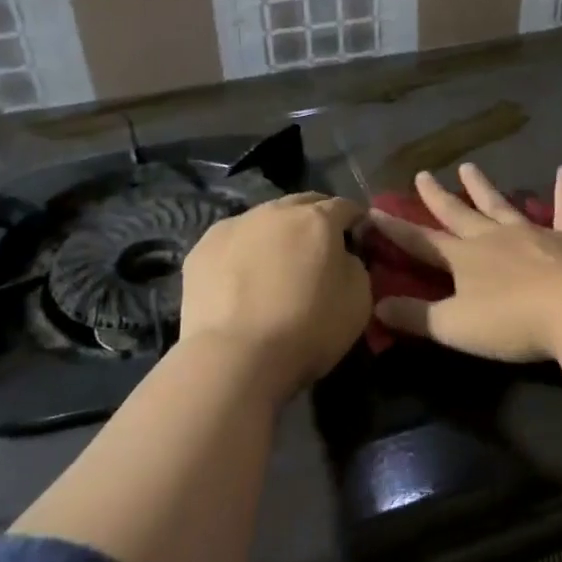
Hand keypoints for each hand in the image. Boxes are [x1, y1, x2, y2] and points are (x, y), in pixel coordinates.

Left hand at [180, 193, 370, 388]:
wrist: (235, 358)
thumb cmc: (308, 329)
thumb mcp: (359, 300)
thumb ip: (355, 265)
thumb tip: (342, 256)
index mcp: (317, 219)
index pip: (345, 206)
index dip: (355, 220)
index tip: (358, 238)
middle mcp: (275, 211)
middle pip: (302, 204)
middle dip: (315, 218)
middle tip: (319, 248)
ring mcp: (234, 226)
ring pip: (264, 220)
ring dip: (277, 233)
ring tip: (276, 264)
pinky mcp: (202, 249)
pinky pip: (233, 242)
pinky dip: (243, 252)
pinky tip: (242, 280)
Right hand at [369, 163, 561, 363]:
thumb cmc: (511, 321)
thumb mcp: (454, 326)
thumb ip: (415, 316)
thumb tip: (376, 306)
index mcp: (463, 259)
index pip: (421, 242)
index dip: (396, 230)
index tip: (374, 211)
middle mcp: (492, 238)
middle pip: (459, 214)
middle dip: (438, 197)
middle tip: (423, 174)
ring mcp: (531, 233)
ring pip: (501, 205)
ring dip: (483, 187)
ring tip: (469, 167)